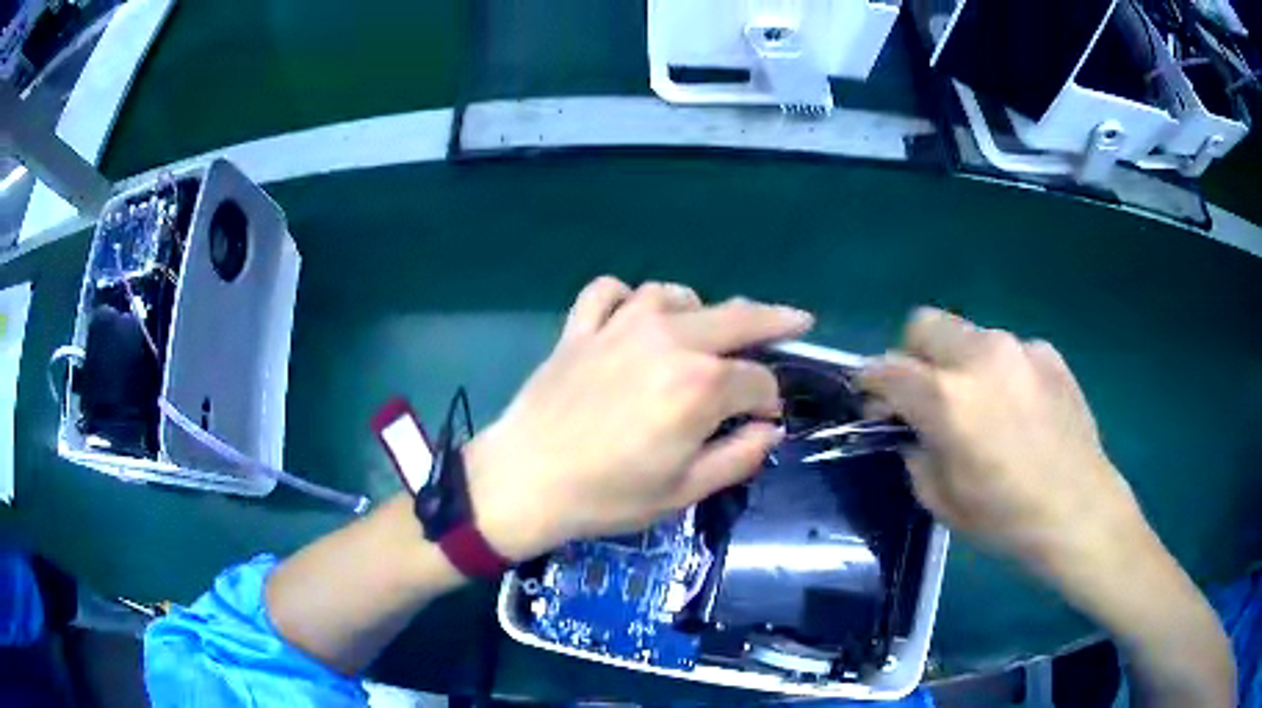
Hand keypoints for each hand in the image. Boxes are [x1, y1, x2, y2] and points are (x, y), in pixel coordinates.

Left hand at [466, 277, 813, 561]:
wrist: (525, 481)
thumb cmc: (608, 496)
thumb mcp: (684, 491)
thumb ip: (738, 457)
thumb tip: (769, 430)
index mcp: (700, 385)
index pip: (758, 380)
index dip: (769, 399)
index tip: (765, 418)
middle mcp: (669, 340)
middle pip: (737, 318)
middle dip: (774, 320)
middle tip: (796, 321)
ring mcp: (621, 325)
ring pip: (675, 294)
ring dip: (699, 309)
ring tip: (705, 330)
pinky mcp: (581, 327)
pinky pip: (610, 291)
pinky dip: (627, 297)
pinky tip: (633, 316)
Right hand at [860, 308, 1143, 576]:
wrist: (1079, 510)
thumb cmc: (1005, 518)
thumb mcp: (942, 499)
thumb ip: (915, 452)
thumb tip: (911, 429)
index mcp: (948, 398)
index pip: (888, 368)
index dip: (871, 384)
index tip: (874, 402)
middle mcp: (980, 357)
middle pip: (925, 324)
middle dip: (913, 355)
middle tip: (925, 395)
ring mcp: (1019, 348)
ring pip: (969, 336)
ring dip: (960, 363)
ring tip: (982, 406)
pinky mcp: (1048, 352)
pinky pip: (1008, 351)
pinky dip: (1000, 373)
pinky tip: (1020, 410)